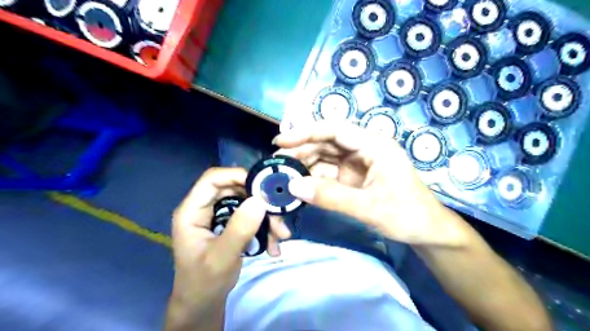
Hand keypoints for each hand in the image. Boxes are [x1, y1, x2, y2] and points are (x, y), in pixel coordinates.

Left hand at [166, 170, 289, 329]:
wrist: (204, 304)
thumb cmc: (204, 282)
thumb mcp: (222, 257)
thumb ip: (240, 229)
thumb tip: (260, 200)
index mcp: (192, 211)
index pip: (213, 179)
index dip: (237, 176)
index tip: (263, 186)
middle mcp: (206, 208)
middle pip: (235, 190)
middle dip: (259, 202)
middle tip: (278, 216)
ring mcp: (219, 216)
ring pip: (247, 203)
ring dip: (266, 218)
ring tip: (281, 236)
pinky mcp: (231, 225)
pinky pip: (251, 217)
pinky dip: (265, 228)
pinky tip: (274, 245)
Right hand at [274, 121, 467, 245]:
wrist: (426, 231)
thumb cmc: (407, 214)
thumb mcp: (369, 207)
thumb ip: (331, 197)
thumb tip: (293, 186)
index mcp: (374, 145)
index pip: (334, 130)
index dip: (305, 132)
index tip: (280, 141)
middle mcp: (363, 149)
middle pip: (326, 142)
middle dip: (300, 151)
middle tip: (276, 164)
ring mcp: (357, 163)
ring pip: (324, 157)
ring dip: (304, 165)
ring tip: (282, 175)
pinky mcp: (353, 176)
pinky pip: (328, 172)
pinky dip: (312, 178)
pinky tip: (298, 184)